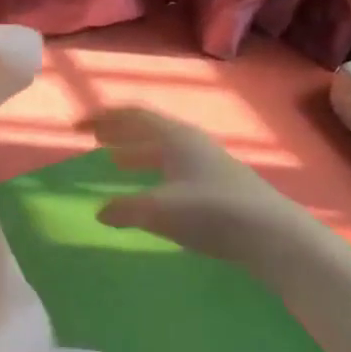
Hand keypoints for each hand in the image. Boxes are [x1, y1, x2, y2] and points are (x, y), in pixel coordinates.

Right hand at [82, 107, 303, 274]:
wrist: (273, 235)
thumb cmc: (212, 212)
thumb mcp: (160, 209)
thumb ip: (126, 209)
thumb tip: (100, 212)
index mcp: (175, 137)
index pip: (132, 116)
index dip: (102, 119)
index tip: (77, 128)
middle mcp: (191, 143)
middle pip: (148, 130)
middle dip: (119, 133)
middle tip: (95, 140)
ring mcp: (208, 163)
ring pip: (163, 150)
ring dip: (137, 153)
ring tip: (116, 161)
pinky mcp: (219, 185)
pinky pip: (175, 169)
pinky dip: (154, 173)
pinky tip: (152, 191)